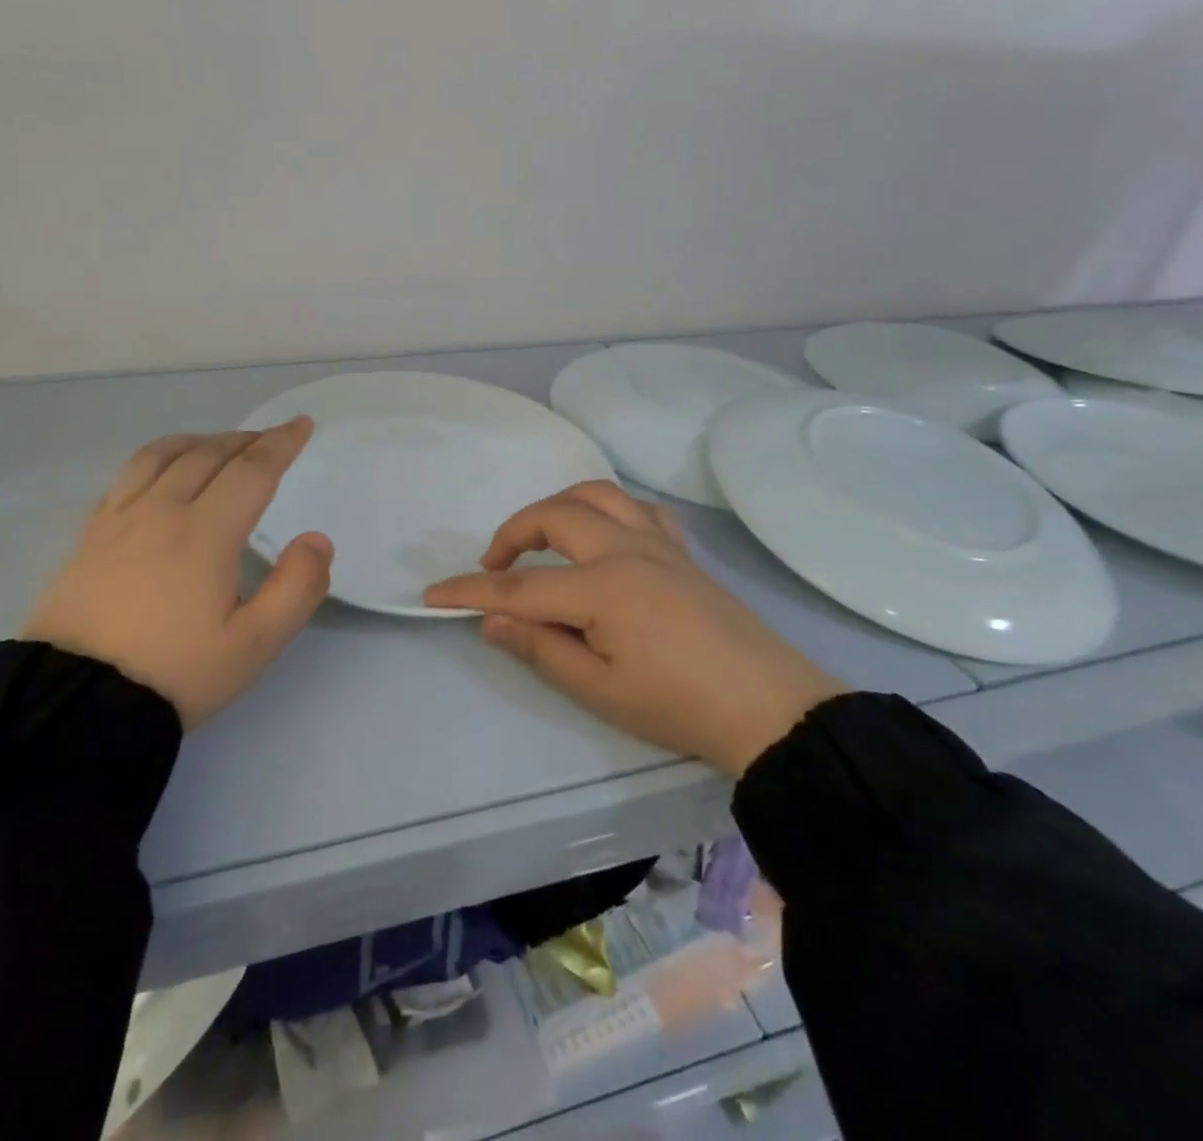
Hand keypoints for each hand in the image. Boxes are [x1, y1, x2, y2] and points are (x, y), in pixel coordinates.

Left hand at [23, 419, 333, 727]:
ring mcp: (118, 520)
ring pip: (162, 455)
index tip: (302, 424)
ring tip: (219, 445)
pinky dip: (157, 459)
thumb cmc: (174, 673)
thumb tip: (316, 540)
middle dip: (246, 440)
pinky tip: (161, 473)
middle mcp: (160, 511)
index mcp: (204, 533)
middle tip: (270, 438)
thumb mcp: (253, 645)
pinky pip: (127, 476)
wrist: (75, 703)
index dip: (281, 443)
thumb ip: (296, 588)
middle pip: (208, 454)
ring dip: (199, 441)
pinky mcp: (89, 536)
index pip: (252, 471)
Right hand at [423, 482, 844, 775]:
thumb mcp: (599, 690)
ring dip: (558, 507)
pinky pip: (639, 508)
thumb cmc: (678, 706)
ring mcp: (658, 543)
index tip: (433, 594)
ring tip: (542, 538)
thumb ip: (540, 648)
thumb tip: (491, 622)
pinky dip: (608, 510)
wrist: (769, 708)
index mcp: (602, 589)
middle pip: (554, 516)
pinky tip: (604, 535)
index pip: (519, 586)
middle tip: (494, 566)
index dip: (471, 590)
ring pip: (597, 495)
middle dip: (512, 534)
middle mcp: (626, 550)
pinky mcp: (682, 550)